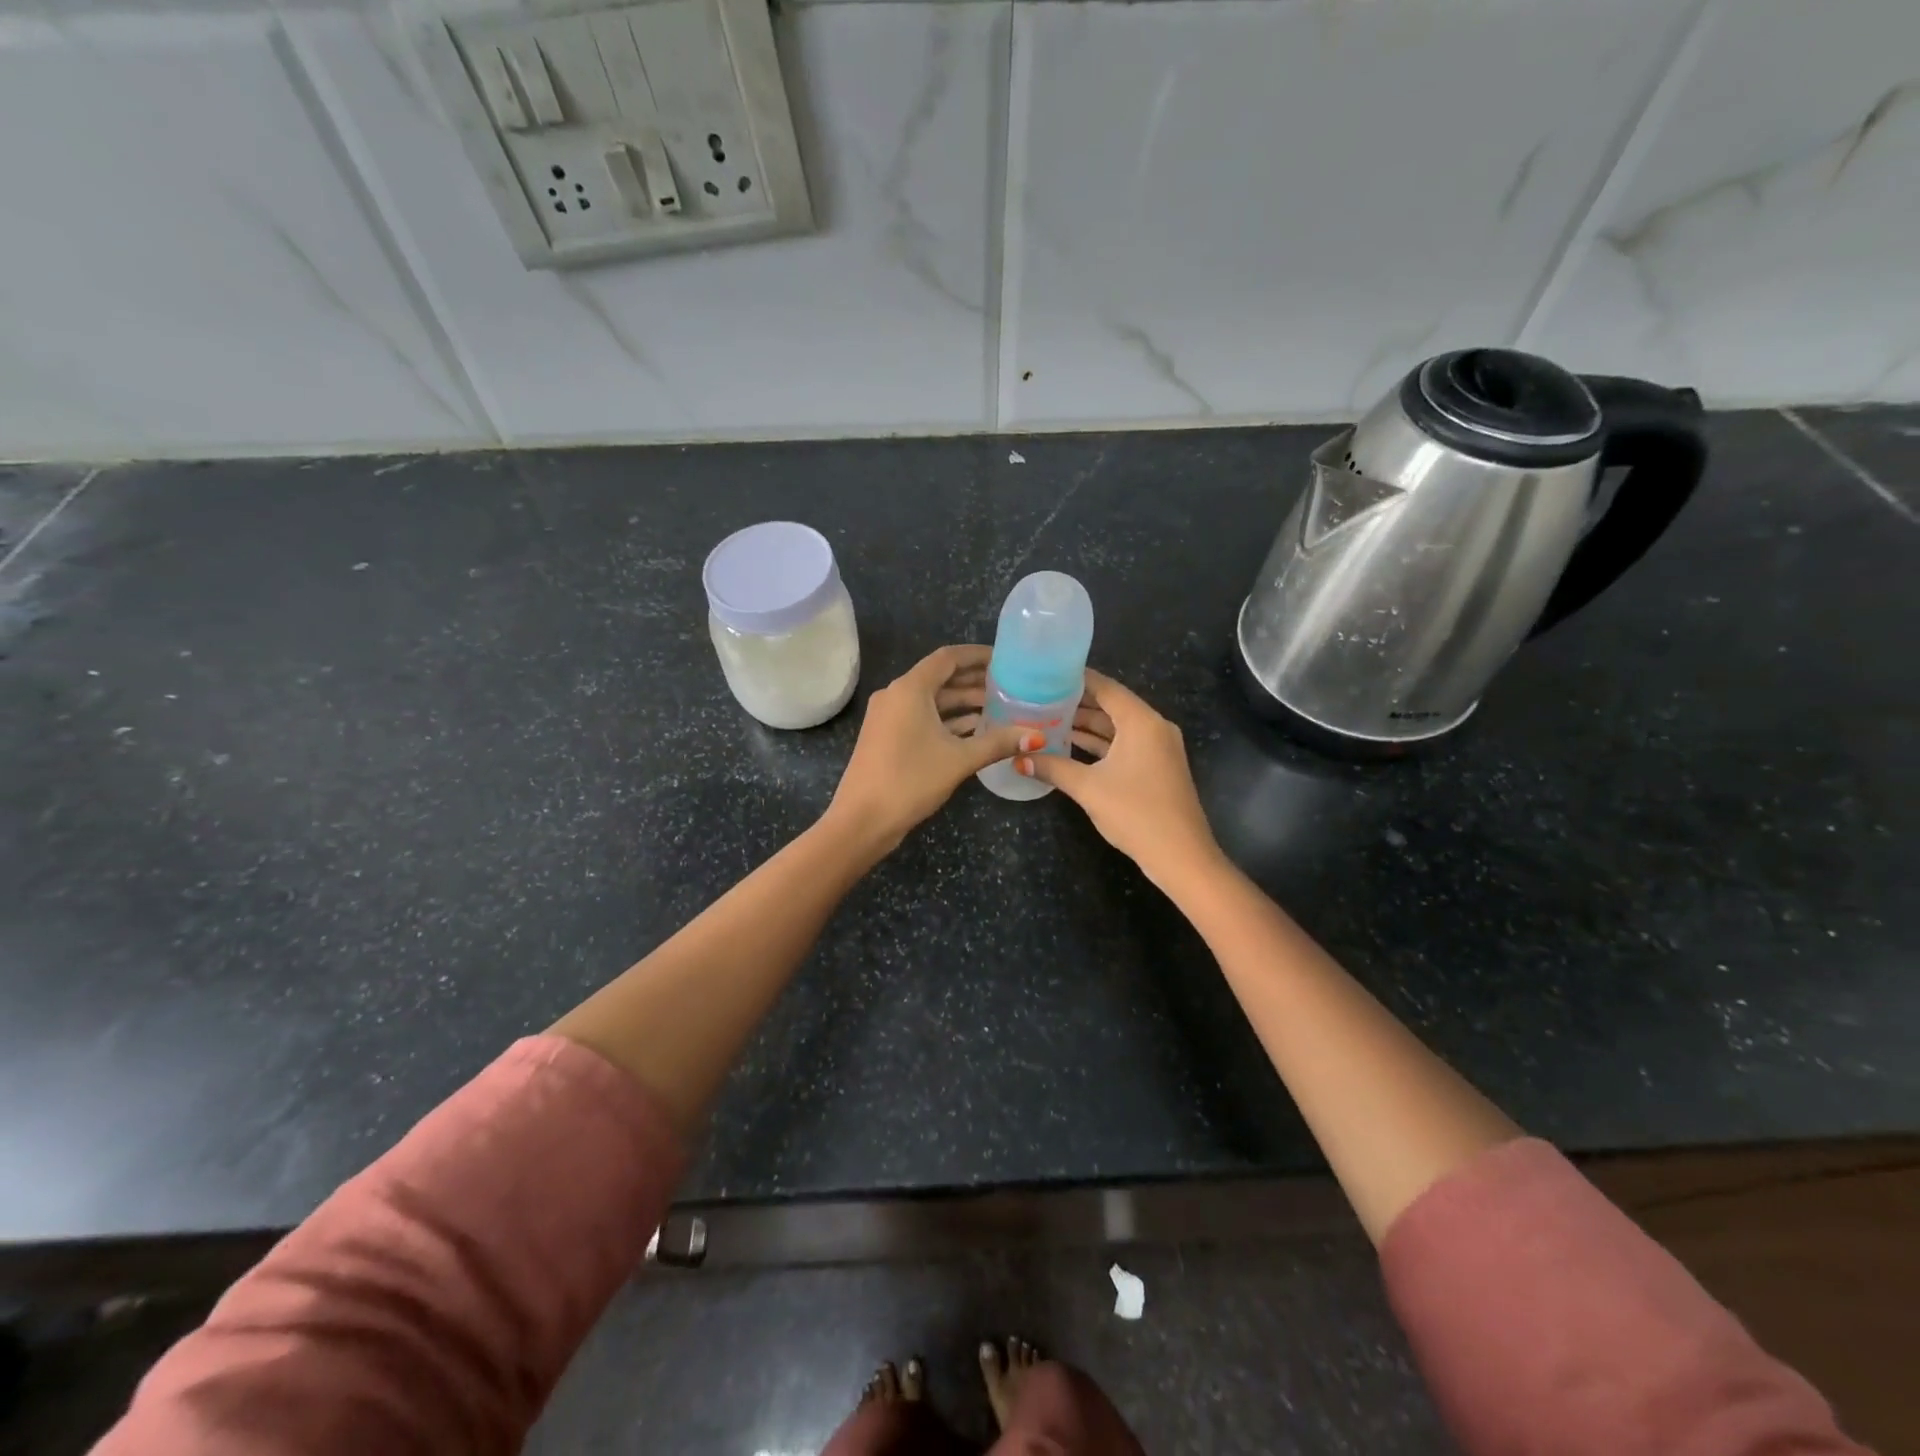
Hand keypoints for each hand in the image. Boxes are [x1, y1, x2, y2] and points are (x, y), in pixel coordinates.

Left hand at [826, 645, 1034, 851]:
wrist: (862, 819)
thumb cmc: (910, 780)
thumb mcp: (959, 760)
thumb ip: (998, 742)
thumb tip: (1037, 736)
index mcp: (910, 689)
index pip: (948, 658)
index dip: (977, 655)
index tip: (1005, 659)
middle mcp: (896, 695)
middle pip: (940, 677)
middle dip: (974, 680)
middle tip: (1009, 684)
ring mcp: (889, 717)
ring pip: (932, 700)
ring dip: (962, 702)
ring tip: (999, 707)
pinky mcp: (888, 737)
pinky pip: (922, 717)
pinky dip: (947, 720)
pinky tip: (975, 729)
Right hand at [1017, 669, 1222, 887]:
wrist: (1180, 855)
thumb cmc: (1135, 813)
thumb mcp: (1088, 788)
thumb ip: (1053, 768)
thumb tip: (1018, 759)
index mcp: (1141, 722)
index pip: (1105, 688)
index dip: (1076, 679)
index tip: (1046, 674)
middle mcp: (1153, 727)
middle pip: (1110, 706)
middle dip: (1076, 703)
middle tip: (1039, 698)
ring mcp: (1157, 748)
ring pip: (1116, 728)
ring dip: (1086, 726)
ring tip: (1047, 719)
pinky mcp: (1156, 767)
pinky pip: (1124, 745)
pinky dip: (1099, 744)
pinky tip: (1070, 746)